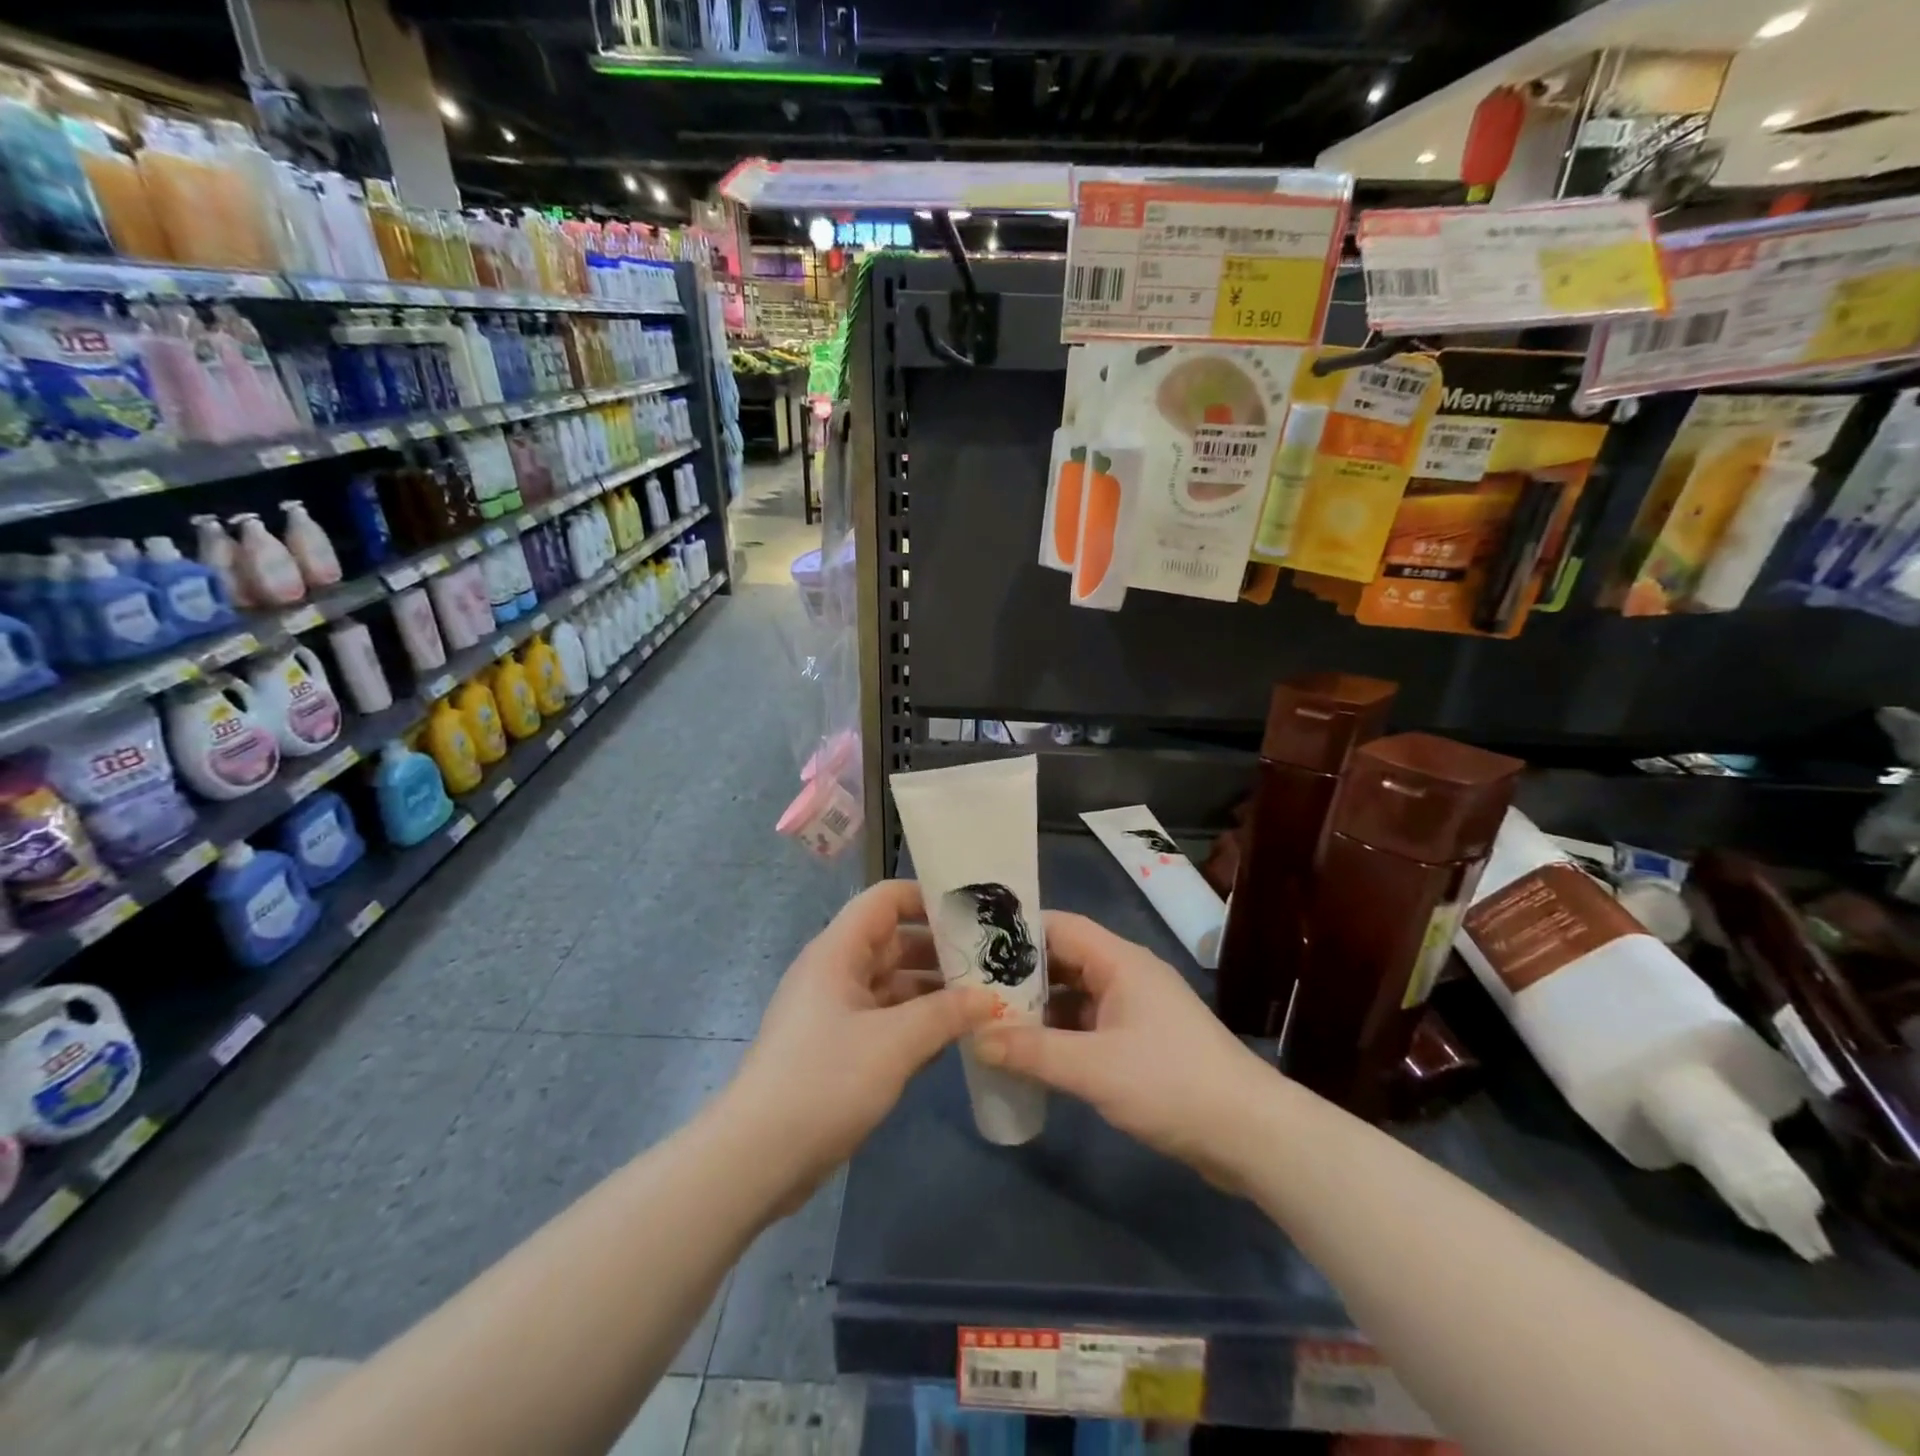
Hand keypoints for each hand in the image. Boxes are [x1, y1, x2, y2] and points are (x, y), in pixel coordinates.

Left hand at [724, 879, 996, 1203]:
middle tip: (993, 963)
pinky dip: (918, 1024)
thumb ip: (946, 1014)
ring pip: (893, 985)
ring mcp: (836, 1012)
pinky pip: (886, 1021)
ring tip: (985, 1000)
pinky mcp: (839, 1049)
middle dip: (941, 950)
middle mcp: (836, 972)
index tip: (973, 915)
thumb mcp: (895, 1043)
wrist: (757, 1157)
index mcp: (838, 952)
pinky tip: (955, 1039)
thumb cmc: (824, 1080)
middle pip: (894, 942)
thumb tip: (988, 999)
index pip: (885, 899)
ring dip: (934, 991)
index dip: (927, 898)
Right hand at [976, 912, 1273, 1190]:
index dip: (1018, 933)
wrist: (1250, 1134)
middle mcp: (1127, 974)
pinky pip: (1089, 1023)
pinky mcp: (1141, 1041)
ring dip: (1040, 1008)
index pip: (1060, 927)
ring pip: (1075, 994)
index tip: (974, 946)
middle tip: (974, 989)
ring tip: (992, 1021)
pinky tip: (1032, 1053)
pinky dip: (1060, 1033)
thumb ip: (1033, 1051)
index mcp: (1120, 961)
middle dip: (1021, 975)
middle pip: (1065, 959)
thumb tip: (975, 1037)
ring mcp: (1135, 1008)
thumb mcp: (1094, 1068)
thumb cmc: (1171, 1083)